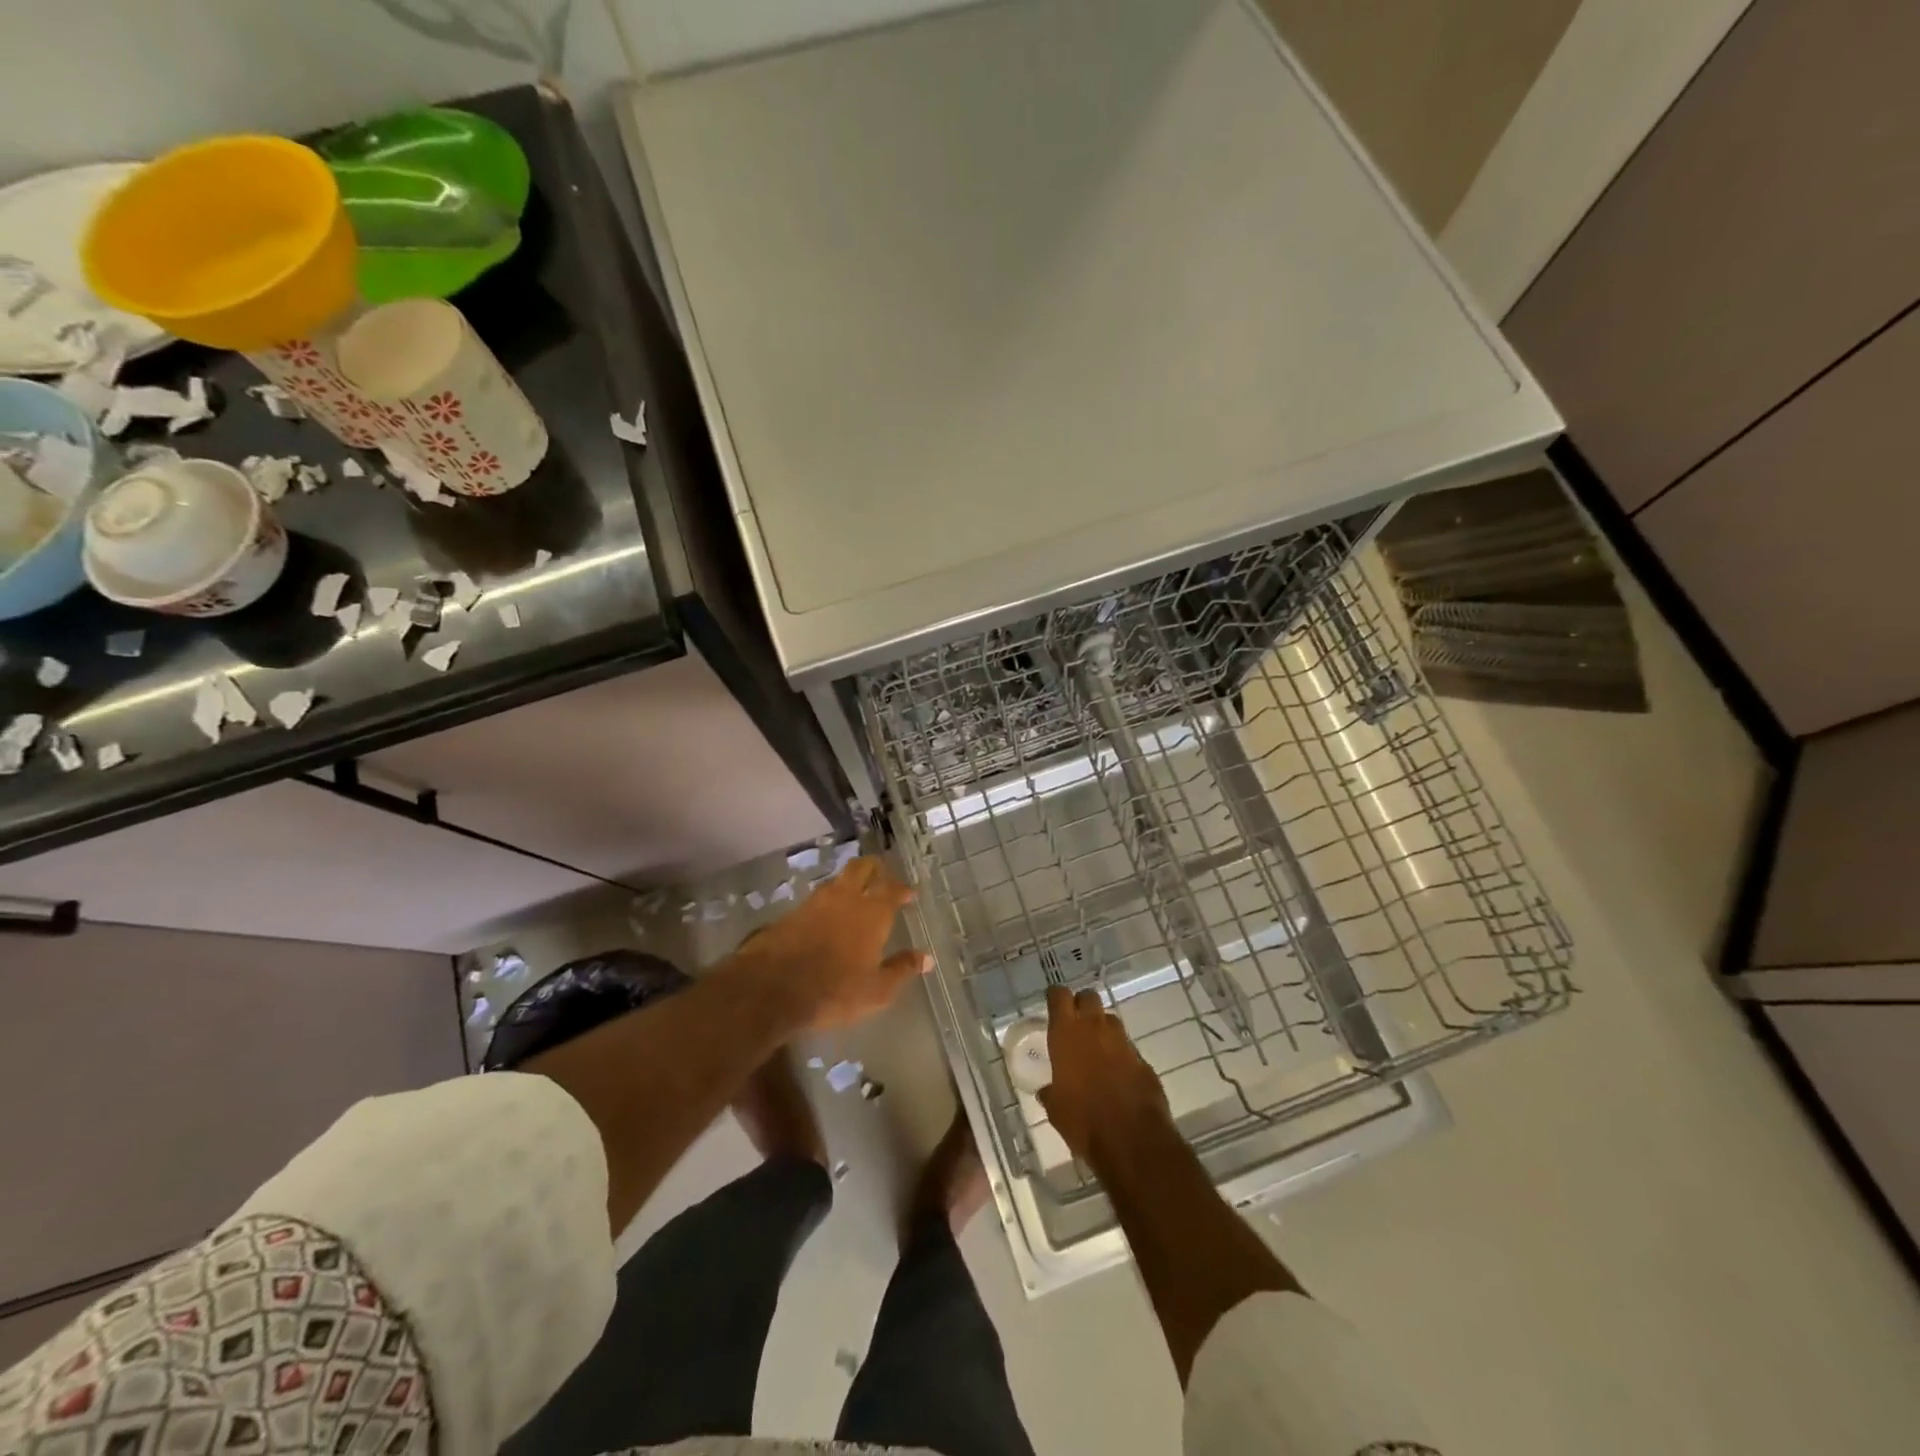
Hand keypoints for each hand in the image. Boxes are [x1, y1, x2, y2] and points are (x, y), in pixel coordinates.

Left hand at [735, 857, 928, 1029]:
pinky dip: (828, 900)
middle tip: (881, 874)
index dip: (902, 889)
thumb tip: (926, 958)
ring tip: (855, 892)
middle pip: (862, 868)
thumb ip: (901, 970)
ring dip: (849, 882)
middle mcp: (846, 898)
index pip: (892, 889)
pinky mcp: (793, 912)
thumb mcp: (876, 990)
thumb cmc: (834, 990)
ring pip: (838, 880)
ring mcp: (816, 902)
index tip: (909, 893)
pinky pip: (817, 897)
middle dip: (874, 868)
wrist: (772, 987)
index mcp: (872, 914)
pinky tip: (827, 913)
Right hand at [1038, 984, 1171, 1166]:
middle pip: (1089, 996)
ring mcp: (1123, 1042)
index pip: (1059, 996)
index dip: (1056, 997)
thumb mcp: (1056, 1109)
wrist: (1132, 1141)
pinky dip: (1121, 1056)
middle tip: (1075, 1024)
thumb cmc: (1083, 1122)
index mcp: (1067, 1033)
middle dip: (1082, 1005)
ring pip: (1111, 1020)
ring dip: (1103, 1029)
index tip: (1053, 1005)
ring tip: (1096, 1051)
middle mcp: (1095, 1028)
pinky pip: (1128, 1048)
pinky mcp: (1143, 1060)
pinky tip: (1117, 1076)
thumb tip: (1047, 1090)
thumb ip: (1051, 1092)